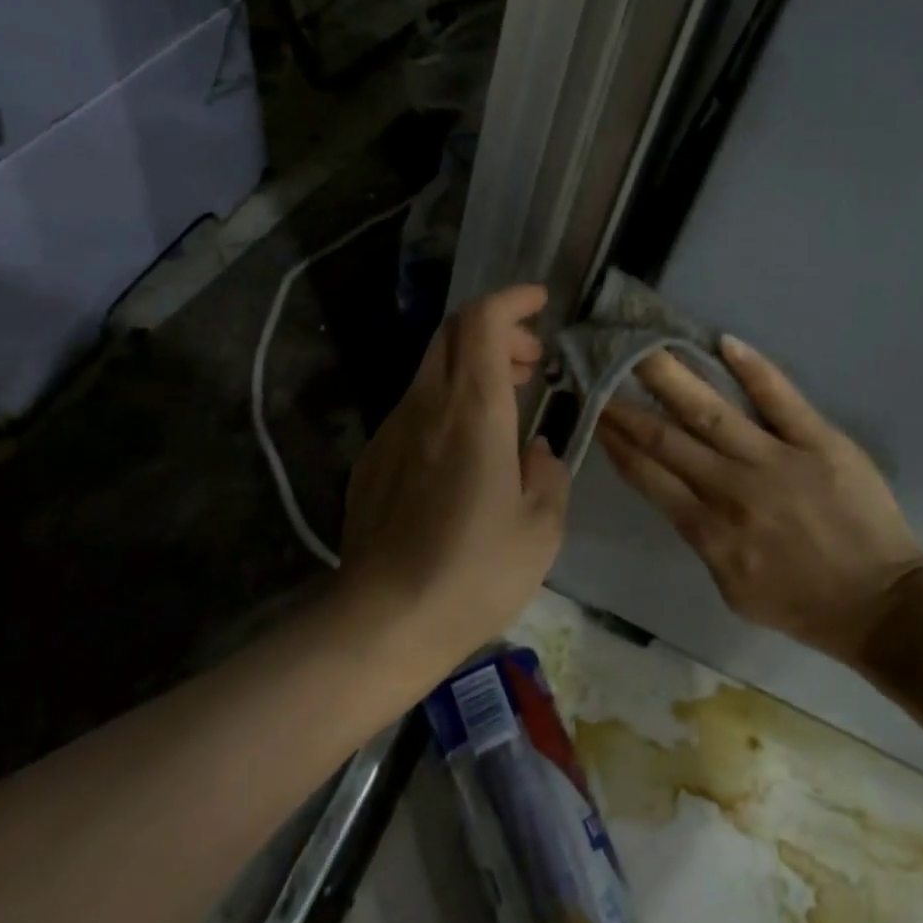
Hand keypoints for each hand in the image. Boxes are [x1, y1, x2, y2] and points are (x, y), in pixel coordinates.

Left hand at [339, 284, 570, 668]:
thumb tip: (534, 451)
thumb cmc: (475, 574)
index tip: (540, 302)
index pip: (482, 321)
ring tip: (506, 402)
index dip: (511, 300)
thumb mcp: (542, 528)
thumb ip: (548, 473)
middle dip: (496, 329)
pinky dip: (448, 400)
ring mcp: (392, 430)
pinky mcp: (373, 458)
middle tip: (530, 362)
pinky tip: (465, 449)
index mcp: (473, 412)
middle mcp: (427, 406)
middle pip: (452, 332)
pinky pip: (415, 407)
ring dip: (472, 366)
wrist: (383, 622)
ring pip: (433, 368)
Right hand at [598, 338, 922, 664]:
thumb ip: (701, 539)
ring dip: (673, 378)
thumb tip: (677, 492)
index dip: (619, 441)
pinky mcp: (819, 442)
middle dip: (629, 405)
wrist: (881, 604)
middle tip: (602, 367)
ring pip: (712, 413)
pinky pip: (781, 399)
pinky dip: (753, 369)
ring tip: (643, 347)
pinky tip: (724, 341)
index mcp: (709, 531)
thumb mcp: (733, 590)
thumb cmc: (802, 603)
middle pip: (669, 439)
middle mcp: (733, 490)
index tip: (596, 411)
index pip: (650, 476)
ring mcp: (777, 461)